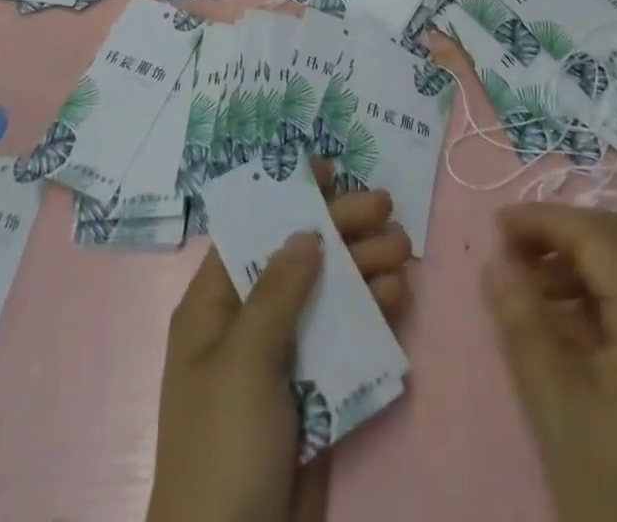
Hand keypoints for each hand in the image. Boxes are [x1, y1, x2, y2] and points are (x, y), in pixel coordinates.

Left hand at [148, 181, 411, 521]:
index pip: (253, 231)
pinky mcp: (315, 394)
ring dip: (365, 268)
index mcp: (214, 307)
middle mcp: (249, 324)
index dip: (289, 195)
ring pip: (329, 295)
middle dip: (342, 229)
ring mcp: (284, 360)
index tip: (331, 168)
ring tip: (401, 251)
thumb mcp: (242, 362)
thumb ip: (277, 292)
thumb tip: (304, 230)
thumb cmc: (223, 448)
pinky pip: (346, 340)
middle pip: (300, 258)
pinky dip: (371, 315)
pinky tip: (397, 298)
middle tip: (386, 206)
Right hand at [485, 204, 616, 521]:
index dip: (545, 220)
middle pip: (612, 248)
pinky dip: (581, 303)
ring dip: (566, 268)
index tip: (494, 227)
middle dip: (555, 237)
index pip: (598, 236)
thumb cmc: (615, 495)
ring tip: (519, 290)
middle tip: (506, 252)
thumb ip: (523, 327)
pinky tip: (549, 328)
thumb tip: (494, 264)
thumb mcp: (557, 410)